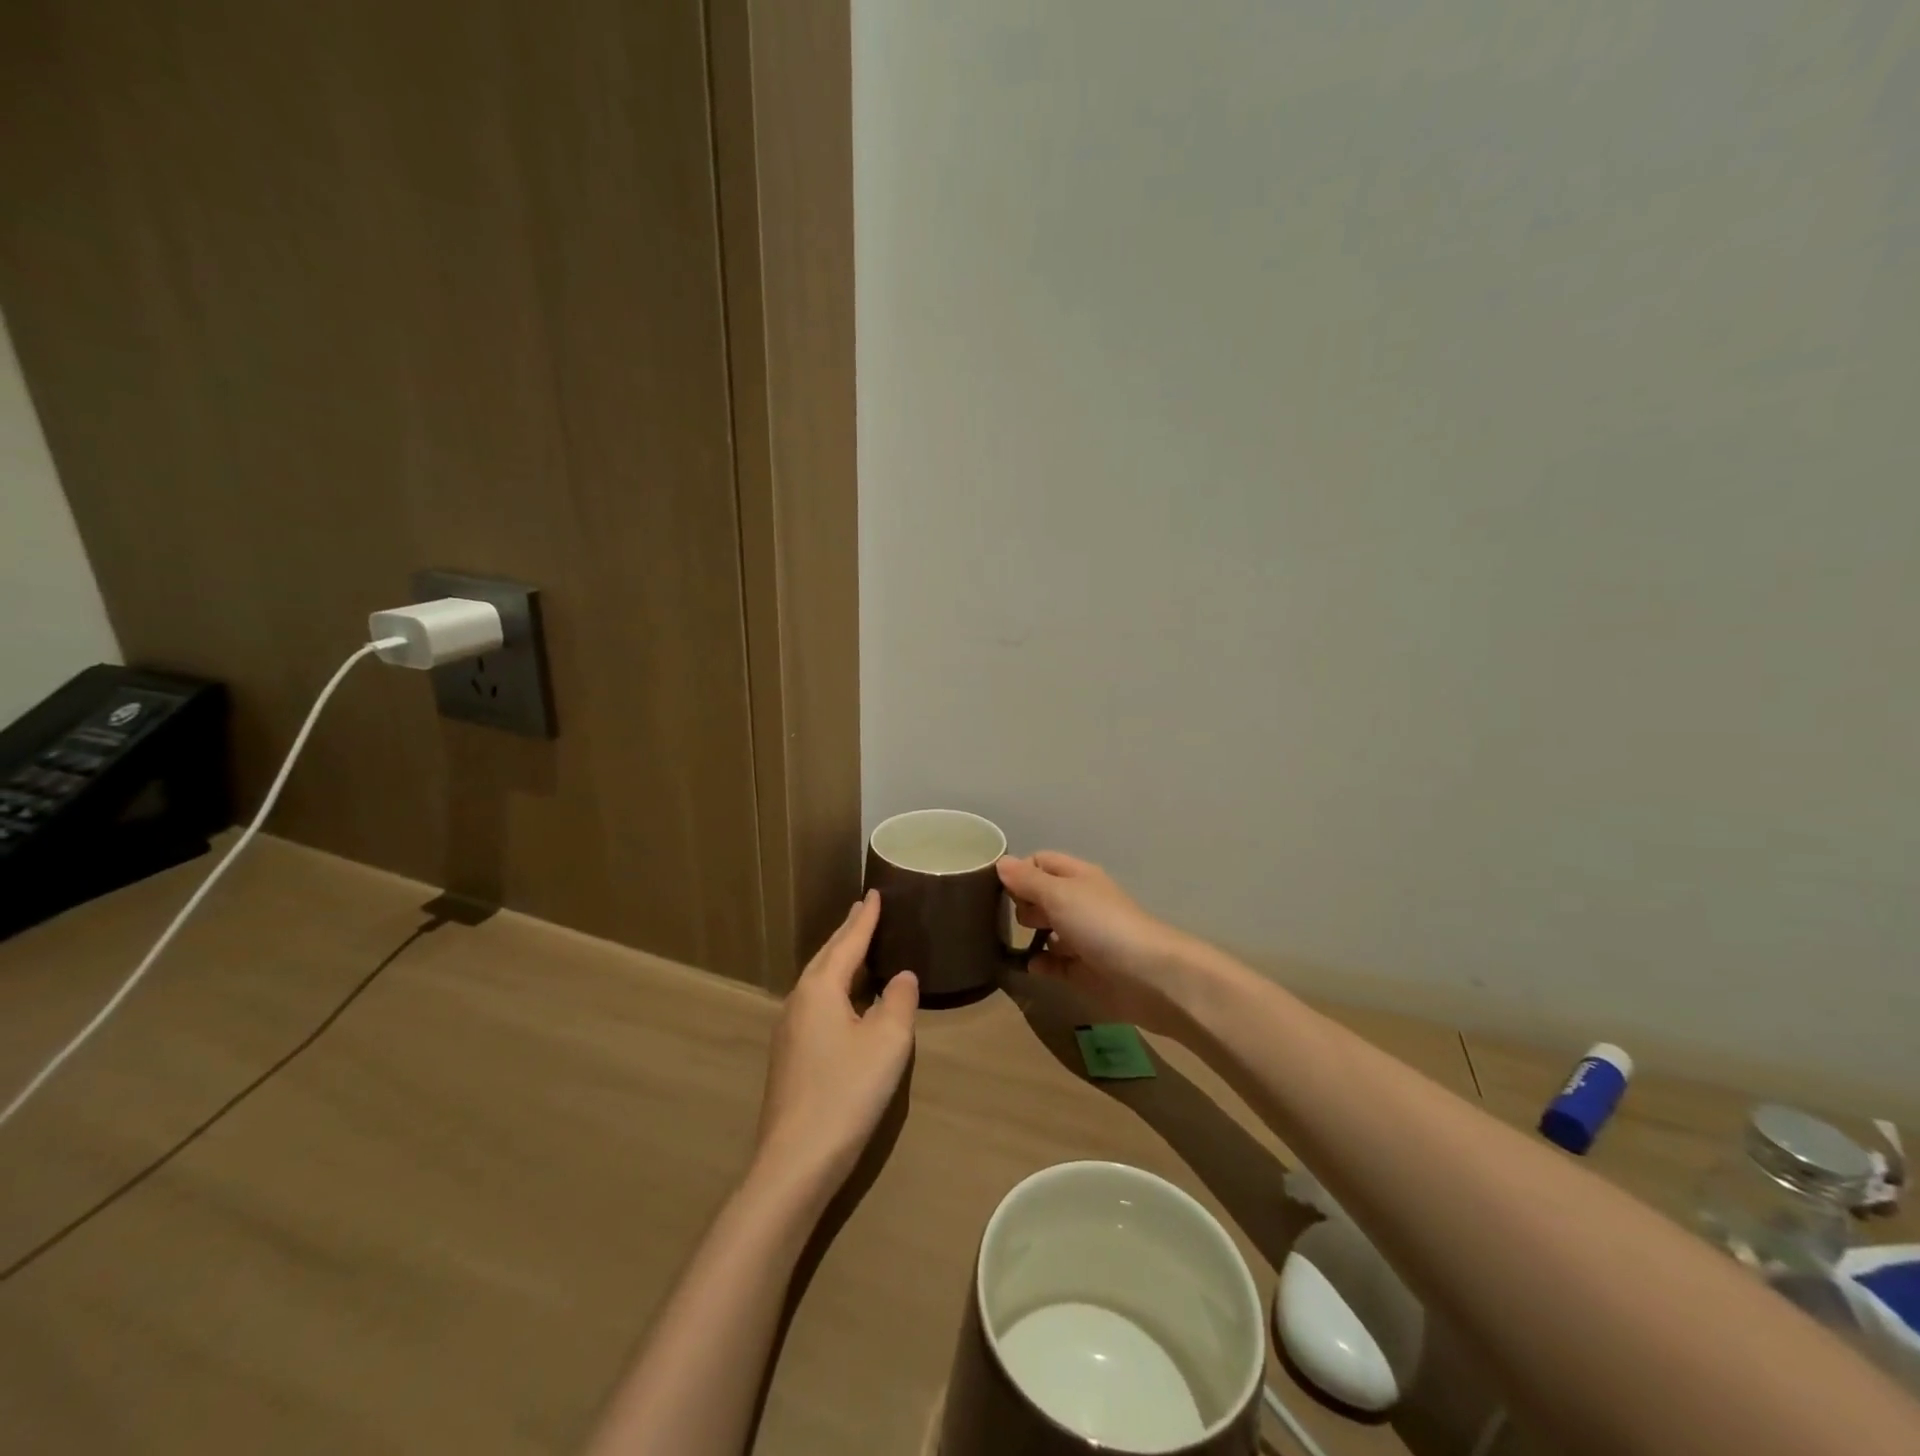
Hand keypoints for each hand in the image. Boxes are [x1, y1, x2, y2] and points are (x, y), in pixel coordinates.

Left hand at [754, 891, 917, 1199]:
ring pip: (818, 981)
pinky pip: (816, 1002)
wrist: (795, 1161)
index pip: (848, 942)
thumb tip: (902, 977)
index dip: (865, 918)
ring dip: (839, 959)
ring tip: (856, 946)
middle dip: (847, 933)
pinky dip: (834, 986)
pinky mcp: (790, 1057)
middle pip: (826, 956)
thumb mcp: (887, 1042)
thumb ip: (900, 1001)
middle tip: (864, 910)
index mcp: (820, 988)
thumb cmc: (846, 1092)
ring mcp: (789, 1030)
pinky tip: (844, 1000)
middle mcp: (799, 1001)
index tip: (874, 892)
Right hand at [996, 852, 1207, 1038]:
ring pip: (1049, 930)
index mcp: (1077, 877)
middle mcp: (1080, 903)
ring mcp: (1084, 938)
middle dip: (1022, 903)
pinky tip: (1031, 967)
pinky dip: (1042, 964)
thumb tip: (1001, 862)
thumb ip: (1028, 881)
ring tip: (1010, 940)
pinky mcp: (1085, 971)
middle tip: (1008, 916)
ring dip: (1030, 935)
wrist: (1150, 977)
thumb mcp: (1059, 895)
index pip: (1041, 862)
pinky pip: (1056, 964)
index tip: (996, 888)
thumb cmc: (1102, 925)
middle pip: (1043, 895)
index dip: (1019, 871)